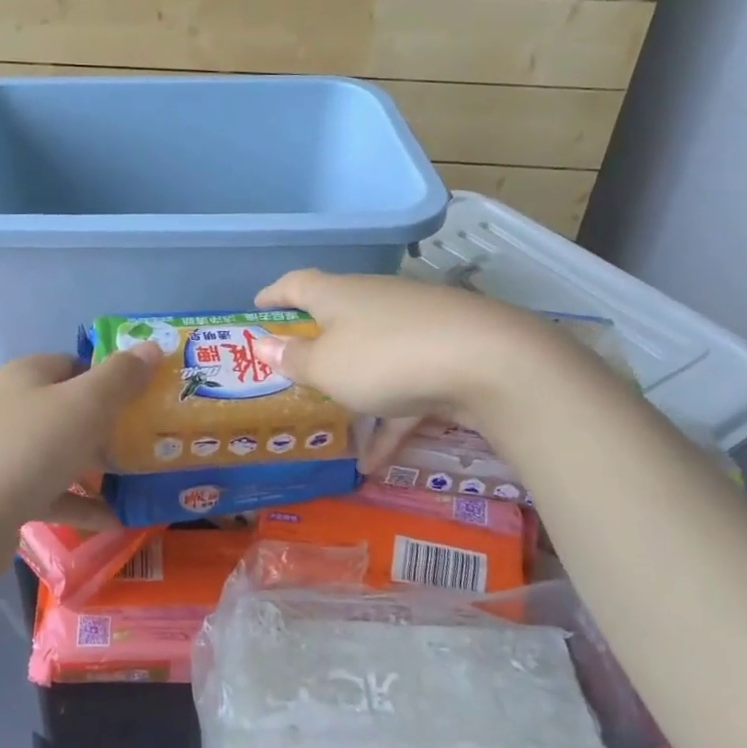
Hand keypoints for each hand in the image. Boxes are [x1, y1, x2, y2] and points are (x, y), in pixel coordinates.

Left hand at [0, 343, 162, 539]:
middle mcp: (9, 406)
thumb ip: (122, 376)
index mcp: (26, 375)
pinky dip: (79, 503)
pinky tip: (114, 521)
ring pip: (58, 454)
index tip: (144, 402)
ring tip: (138, 485)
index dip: (112, 379)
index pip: (75, 364)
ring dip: (97, 470)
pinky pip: (48, 493)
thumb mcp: (86, 405)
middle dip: (108, 428)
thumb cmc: (28, 449)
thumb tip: (153, 346)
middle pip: (68, 410)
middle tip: (147, 446)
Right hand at [254, 269, 570, 458]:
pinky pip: (404, 389)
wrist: (489, 362)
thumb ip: (293, 358)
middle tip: (293, 368)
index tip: (258, 307)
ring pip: (371, 358)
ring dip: (352, 392)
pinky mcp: (444, 357)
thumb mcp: (326, 366)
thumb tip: (263, 344)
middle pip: (337, 319)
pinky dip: (388, 420)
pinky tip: (375, 463)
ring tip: (334, 430)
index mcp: (338, 295)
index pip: (296, 284)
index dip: (274, 295)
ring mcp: (414, 327)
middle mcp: (374, 302)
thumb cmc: (385, 358)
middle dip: (315, 345)